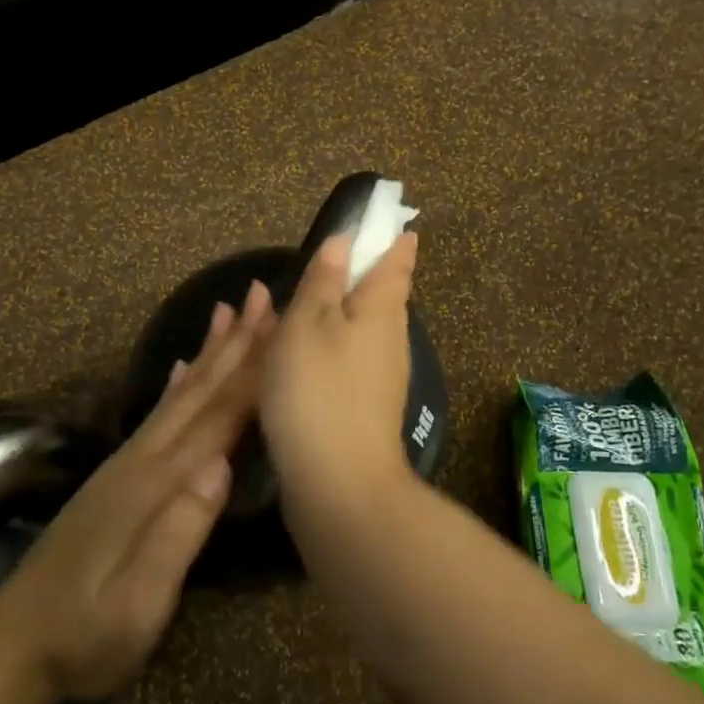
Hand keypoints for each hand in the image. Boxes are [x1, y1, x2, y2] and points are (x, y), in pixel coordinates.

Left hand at [0, 279, 274, 703]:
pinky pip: (158, 414)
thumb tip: (221, 465)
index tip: (286, 327)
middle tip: (263, 292)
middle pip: (199, 390)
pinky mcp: (118, 476)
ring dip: (210, 350)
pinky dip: (176, 382)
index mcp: (155, 485)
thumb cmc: (83, 639)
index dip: (255, 372)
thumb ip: (177, 535)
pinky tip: (183, 363)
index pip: (217, 418)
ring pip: (180, 394)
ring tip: (229, 310)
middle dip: (236, 342)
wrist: (8, 647)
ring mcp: (127, 464)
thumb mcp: (136, 607)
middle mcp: (142, 460)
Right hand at [259, 229, 418, 511]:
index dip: (392, 237)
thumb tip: (344, 241)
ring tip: (310, 299)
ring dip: (342, 310)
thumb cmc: (318, 390)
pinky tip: (307, 351)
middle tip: (334, 256)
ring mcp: (382, 375)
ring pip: (364, 328)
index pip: (397, 259)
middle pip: (382, 293)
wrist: (339, 484)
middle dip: (363, 273)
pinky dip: (332, 344)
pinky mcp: (366, 406)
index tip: (388, 220)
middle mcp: (391, 337)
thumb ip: (323, 280)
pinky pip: (351, 358)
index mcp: (382, 307)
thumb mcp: (308, 324)